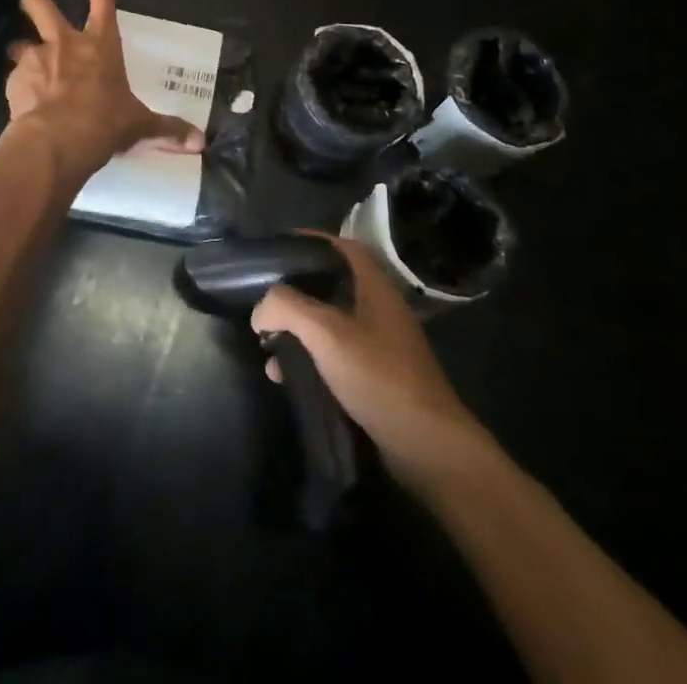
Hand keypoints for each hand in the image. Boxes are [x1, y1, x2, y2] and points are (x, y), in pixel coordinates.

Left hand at [6, 0, 205, 180]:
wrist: (57, 143)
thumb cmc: (104, 124)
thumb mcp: (139, 125)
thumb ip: (167, 130)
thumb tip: (200, 142)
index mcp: (101, 43)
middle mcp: (65, 42)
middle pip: (39, 3)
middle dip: (34, 1)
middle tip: (34, 7)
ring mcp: (36, 59)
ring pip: (19, 42)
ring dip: (23, 53)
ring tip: (30, 74)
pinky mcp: (14, 80)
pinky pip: (14, 79)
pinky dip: (20, 89)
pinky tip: (27, 109)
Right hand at [252, 237, 483, 486]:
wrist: (426, 446)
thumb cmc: (378, 375)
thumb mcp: (326, 333)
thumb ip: (288, 308)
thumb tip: (260, 309)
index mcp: (374, 287)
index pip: (340, 247)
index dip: (310, 241)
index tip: (277, 248)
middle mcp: (378, 310)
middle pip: (330, 286)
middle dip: (294, 293)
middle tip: (264, 302)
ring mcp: (378, 346)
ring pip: (328, 325)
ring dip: (297, 332)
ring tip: (266, 345)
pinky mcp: (374, 379)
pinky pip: (333, 358)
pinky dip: (308, 361)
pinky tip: (284, 378)